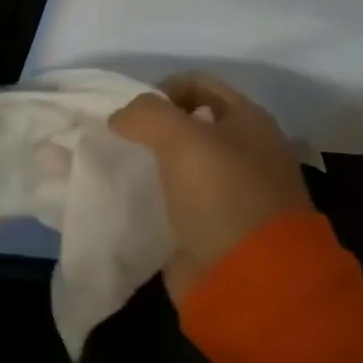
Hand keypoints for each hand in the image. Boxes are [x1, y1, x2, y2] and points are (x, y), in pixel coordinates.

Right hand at [109, 74, 310, 303]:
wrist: (251, 278)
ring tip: (112, 167)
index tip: (133, 114)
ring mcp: (227, 191)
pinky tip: (123, 197)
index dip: (162, 89)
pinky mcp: (208, 224)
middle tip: (116, 140)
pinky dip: (146, 194)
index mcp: (250, 122)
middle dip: (148, 128)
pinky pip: (169, 197)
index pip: (199, 84)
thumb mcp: (182, 138)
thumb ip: (146, 114)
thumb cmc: (223, 195)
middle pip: (186, 124)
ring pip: (174, 162)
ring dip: (143, 161)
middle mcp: (243, 151)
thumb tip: (121, 118)